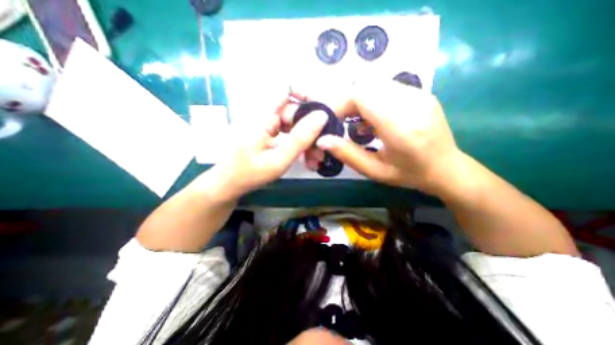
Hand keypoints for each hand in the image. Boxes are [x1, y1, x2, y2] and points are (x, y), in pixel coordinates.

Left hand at [211, 108, 328, 199]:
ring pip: (292, 123)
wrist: (226, 185)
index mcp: (263, 115)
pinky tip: (305, 157)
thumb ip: (300, 139)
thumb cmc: (249, 175)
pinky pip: (286, 132)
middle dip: (310, 128)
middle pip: (294, 111)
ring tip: (314, 158)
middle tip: (320, 150)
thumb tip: (321, 116)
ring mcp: (264, 123)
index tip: (323, 117)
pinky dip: (297, 142)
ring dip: (305, 138)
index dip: (308, 99)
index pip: (288, 91)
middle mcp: (263, 114)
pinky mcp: (265, 132)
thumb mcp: (278, 160)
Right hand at [280, 80, 460, 193]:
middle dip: (346, 101)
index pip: (362, 96)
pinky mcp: (422, 92)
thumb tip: (322, 140)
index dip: (340, 103)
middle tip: (341, 121)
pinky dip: (371, 98)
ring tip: (356, 121)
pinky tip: (373, 117)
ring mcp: (420, 94)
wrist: (447, 168)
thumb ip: (347, 154)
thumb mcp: (374, 171)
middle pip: (366, 85)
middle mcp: (412, 103)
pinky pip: (386, 87)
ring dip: (358, 99)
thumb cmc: (409, 174)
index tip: (331, 119)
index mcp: (401, 126)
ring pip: (375, 83)